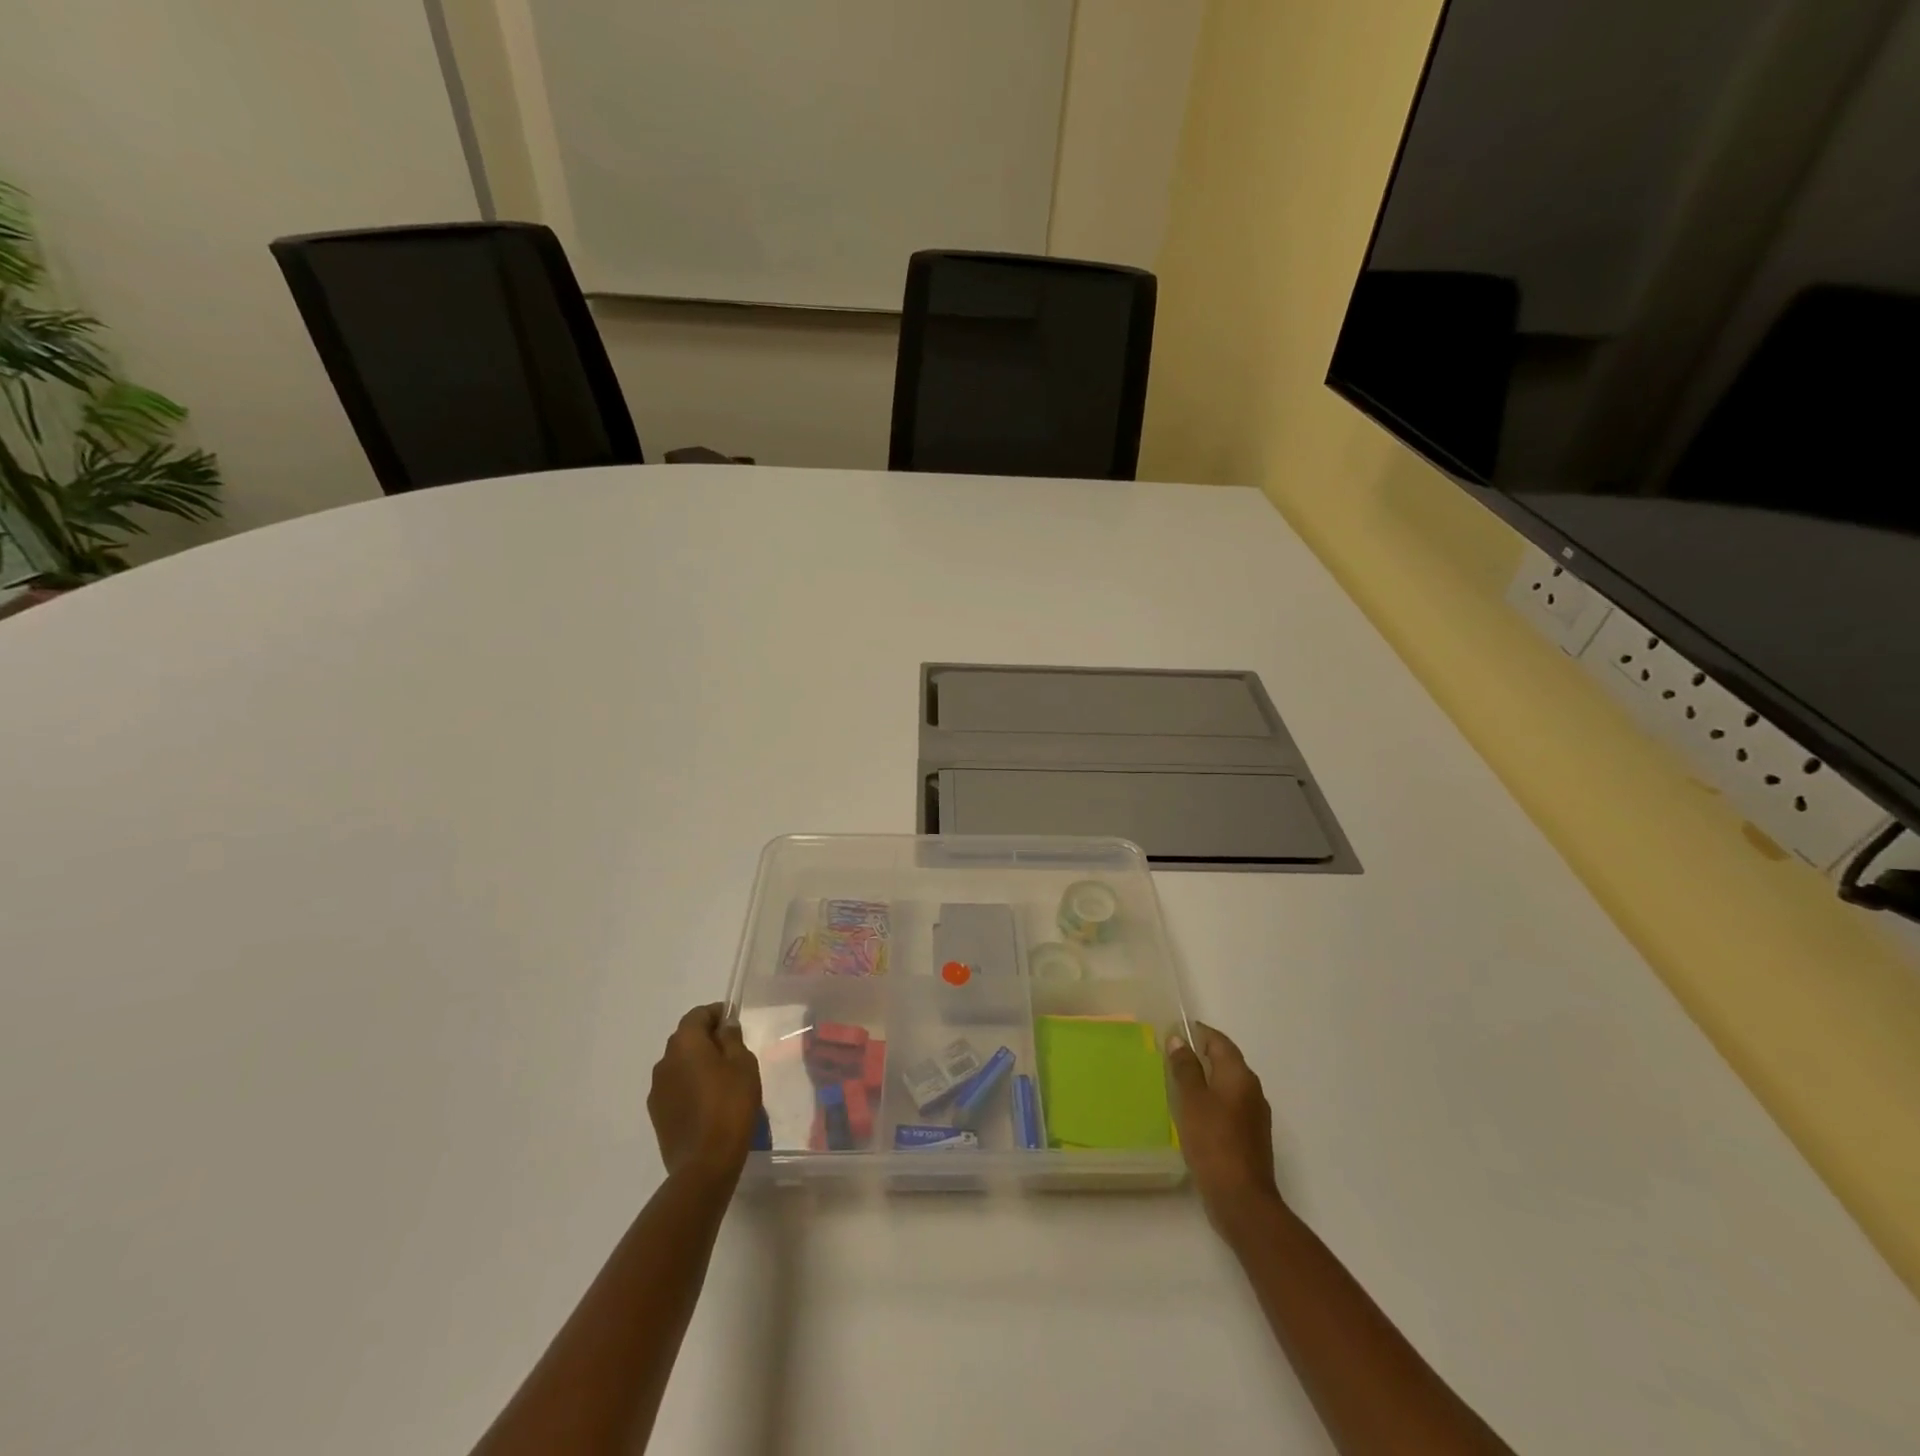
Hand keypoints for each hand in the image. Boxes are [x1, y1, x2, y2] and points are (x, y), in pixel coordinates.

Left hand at [648, 1003, 762, 1189]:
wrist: (705, 1163)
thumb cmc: (730, 1105)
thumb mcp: (743, 1064)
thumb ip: (732, 1039)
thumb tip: (724, 1027)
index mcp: (685, 1043)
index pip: (698, 1014)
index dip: (717, 1014)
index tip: (734, 1023)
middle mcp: (664, 1061)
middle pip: (686, 1038)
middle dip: (707, 1039)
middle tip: (732, 1051)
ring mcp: (657, 1090)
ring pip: (679, 1064)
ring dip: (697, 1064)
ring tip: (721, 1079)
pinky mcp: (657, 1114)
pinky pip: (675, 1087)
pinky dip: (690, 1085)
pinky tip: (708, 1102)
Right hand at [1168, 1022, 1282, 1235]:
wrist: (1241, 1200)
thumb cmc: (1213, 1141)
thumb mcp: (1192, 1100)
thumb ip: (1185, 1067)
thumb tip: (1179, 1039)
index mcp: (1240, 1075)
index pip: (1219, 1041)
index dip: (1197, 1032)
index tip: (1173, 1032)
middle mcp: (1251, 1090)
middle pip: (1225, 1061)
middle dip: (1200, 1056)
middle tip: (1169, 1057)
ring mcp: (1253, 1116)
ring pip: (1226, 1086)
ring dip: (1205, 1080)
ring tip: (1176, 1084)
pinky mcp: (1250, 1138)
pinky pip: (1228, 1107)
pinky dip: (1211, 1102)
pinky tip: (1192, 1115)